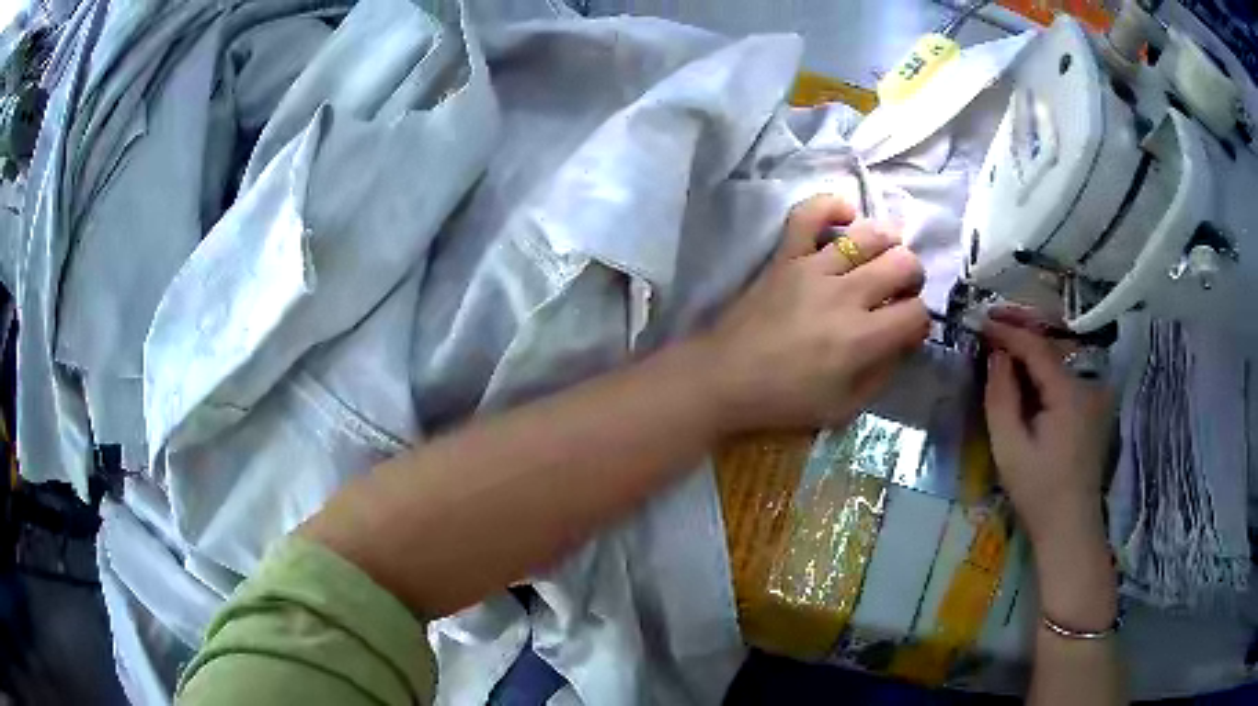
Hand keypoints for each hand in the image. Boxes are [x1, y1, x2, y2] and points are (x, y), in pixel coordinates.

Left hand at [702, 195, 929, 432]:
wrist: (725, 377)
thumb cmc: (785, 399)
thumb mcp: (844, 407)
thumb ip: (882, 374)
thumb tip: (903, 342)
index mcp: (862, 338)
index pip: (916, 313)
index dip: (920, 321)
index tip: (908, 328)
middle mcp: (846, 295)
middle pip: (903, 264)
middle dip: (912, 277)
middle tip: (900, 290)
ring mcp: (814, 268)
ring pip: (869, 235)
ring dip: (887, 243)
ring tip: (882, 256)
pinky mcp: (786, 255)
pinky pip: (809, 213)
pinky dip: (831, 207)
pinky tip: (845, 218)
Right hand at [983, 310, 1114, 542]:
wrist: (1070, 528)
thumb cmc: (1038, 492)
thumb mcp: (1010, 448)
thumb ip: (1000, 397)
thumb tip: (995, 356)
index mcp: (1068, 392)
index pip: (1036, 347)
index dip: (1008, 331)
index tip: (980, 321)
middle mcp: (1086, 385)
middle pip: (1050, 347)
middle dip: (1020, 332)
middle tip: (990, 322)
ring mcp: (1092, 397)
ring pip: (1058, 361)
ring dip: (1031, 350)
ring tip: (1002, 340)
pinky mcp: (1091, 409)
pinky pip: (1064, 377)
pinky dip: (1043, 369)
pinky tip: (1025, 372)